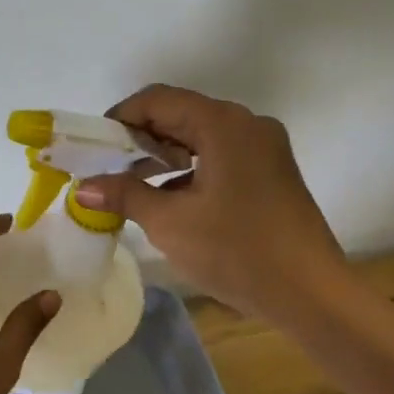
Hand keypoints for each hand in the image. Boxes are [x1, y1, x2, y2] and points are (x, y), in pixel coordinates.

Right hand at [74, 85, 346, 320]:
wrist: (311, 294)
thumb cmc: (236, 251)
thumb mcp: (170, 223)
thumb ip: (124, 195)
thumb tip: (82, 187)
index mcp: (222, 124)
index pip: (158, 100)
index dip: (120, 117)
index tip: (95, 147)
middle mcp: (247, 123)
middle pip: (181, 114)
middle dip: (140, 137)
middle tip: (107, 166)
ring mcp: (264, 147)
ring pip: (201, 135)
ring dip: (164, 154)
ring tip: (132, 183)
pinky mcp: (272, 170)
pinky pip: (221, 154)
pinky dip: (191, 168)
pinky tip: (170, 198)